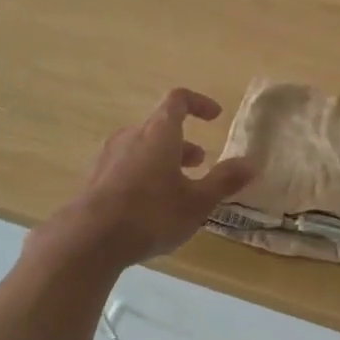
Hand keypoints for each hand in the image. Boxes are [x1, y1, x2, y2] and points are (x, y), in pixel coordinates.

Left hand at [38, 88, 255, 269]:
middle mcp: (131, 137)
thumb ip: (224, 180)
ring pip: (142, 148)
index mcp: (158, 132)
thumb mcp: (197, 202)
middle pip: (159, 127)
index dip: (199, 103)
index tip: (215, 116)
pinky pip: (126, 166)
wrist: (88, 240)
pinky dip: (144, 174)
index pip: (178, 100)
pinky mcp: (95, 180)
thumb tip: (251, 163)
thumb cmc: (151, 214)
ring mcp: (109, 157)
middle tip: (199, 162)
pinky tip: (150, 205)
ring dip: (163, 159)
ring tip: (178, 186)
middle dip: (183, 142)